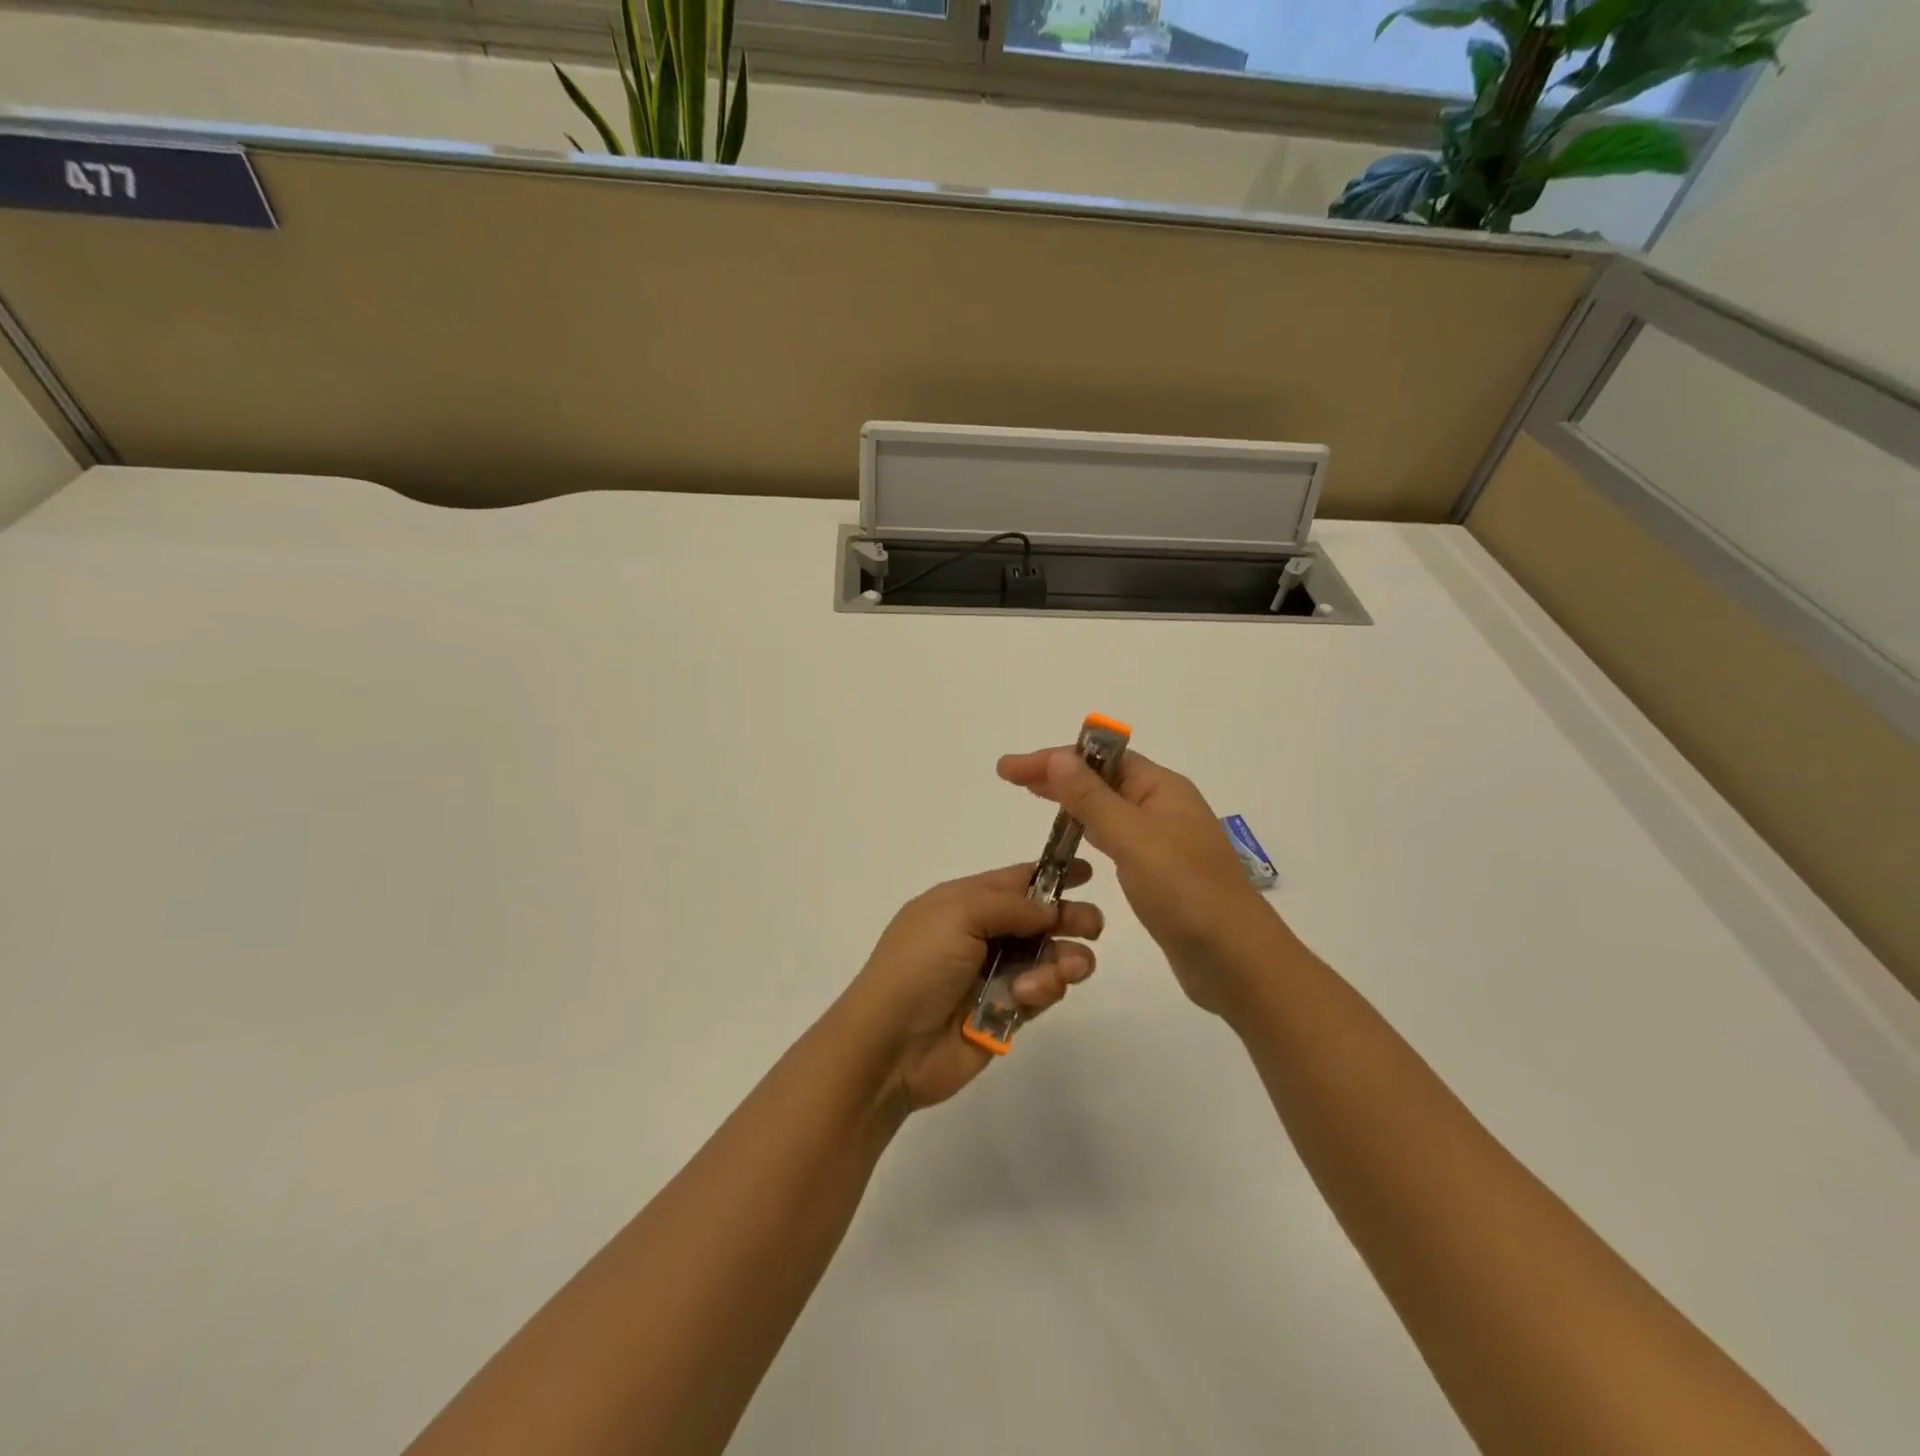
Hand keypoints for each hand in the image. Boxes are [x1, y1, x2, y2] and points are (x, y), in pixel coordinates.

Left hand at [840, 863, 1104, 1110]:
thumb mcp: (958, 914)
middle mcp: (979, 935)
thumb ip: (1010, 906)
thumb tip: (1048, 908)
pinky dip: (1045, 989)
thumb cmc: (919, 966)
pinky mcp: (1004, 1013)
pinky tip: (1030, 995)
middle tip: (1093, 926)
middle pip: (1038, 919)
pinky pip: (1040, 993)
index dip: (1050, 874)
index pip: (1014, 881)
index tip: (1087, 872)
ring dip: (1064, 958)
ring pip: (1046, 957)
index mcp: (961, 903)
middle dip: (1068, 918)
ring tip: (1071, 968)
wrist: (891, 1045)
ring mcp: (992, 975)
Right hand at [997, 747, 1297, 1016]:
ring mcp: (1162, 841)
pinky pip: (1115, 839)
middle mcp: (1163, 807)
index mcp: (1162, 788)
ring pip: (1107, 809)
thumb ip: (1092, 799)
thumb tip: (1057, 758)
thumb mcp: (1133, 839)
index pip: (1100, 759)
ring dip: (1071, 801)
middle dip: (1056, 775)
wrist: (1236, 961)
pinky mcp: (1158, 873)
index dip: (1053, 758)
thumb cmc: (1186, 892)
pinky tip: (1071, 841)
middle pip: (1102, 779)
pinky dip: (1088, 832)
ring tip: (1033, 799)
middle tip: (1011, 778)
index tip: (1010, 768)